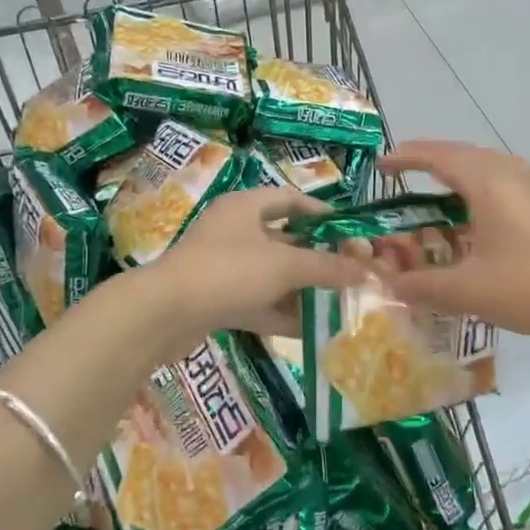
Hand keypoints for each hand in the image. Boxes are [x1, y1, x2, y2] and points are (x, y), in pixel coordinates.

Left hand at [146, 188, 364, 344]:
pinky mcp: (215, 299)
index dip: (322, 214)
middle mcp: (234, 232)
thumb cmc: (228, 272)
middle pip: (285, 241)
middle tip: (350, 274)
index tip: (350, 232)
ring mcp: (223, 267)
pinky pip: (257, 302)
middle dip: (317, 259)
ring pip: (272, 275)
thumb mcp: (284, 265)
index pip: (290, 200)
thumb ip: (327, 267)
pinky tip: (309, 329)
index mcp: (245, 208)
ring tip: (338, 304)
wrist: (164, 313)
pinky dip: (280, 313)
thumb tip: (366, 271)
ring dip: (302, 290)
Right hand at [376, 140, 529, 347]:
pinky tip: (482, 214)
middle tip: (404, 174)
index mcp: (488, 184)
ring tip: (439, 191)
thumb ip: (423, 285)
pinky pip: (507, 183)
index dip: (407, 157)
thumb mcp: (468, 291)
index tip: (380, 164)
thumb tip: (389, 284)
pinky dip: (482, 189)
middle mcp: (512, 176)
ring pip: (489, 167)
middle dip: (431, 161)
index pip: (439, 157)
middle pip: (464, 155)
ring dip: (460, 173)